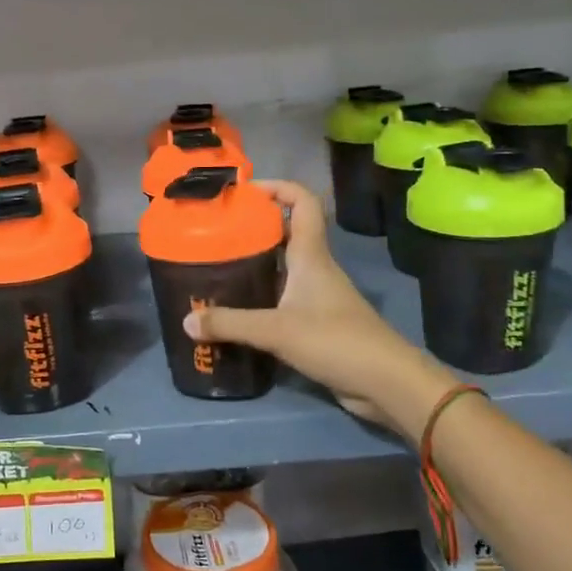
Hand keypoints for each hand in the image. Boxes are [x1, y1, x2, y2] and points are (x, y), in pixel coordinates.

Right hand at [184, 181, 453, 441]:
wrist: (385, 382)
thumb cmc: (335, 340)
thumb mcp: (276, 330)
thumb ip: (230, 324)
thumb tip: (186, 320)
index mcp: (311, 256)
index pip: (302, 203)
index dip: (278, 187)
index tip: (245, 191)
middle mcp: (315, 269)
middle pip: (287, 233)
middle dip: (255, 228)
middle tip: (218, 233)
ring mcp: (319, 297)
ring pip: (284, 268)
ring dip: (256, 264)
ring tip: (218, 268)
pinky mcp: (318, 323)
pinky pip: (284, 299)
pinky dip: (262, 298)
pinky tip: (238, 310)